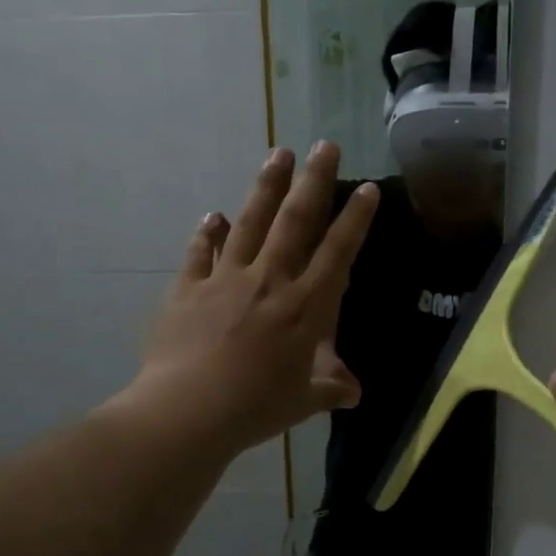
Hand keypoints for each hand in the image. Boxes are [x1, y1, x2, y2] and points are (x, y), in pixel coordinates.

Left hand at [132, 143, 377, 453]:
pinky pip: (200, 253)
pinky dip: (208, 233)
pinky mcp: (188, 289)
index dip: (355, 220)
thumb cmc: (254, 407)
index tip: (368, 189)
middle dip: (313, 181)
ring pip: (251, 223)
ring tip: (278, 154)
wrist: (188, 409)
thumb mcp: (301, 402)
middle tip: (324, 146)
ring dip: (266, 187)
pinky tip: (213, 215)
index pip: (337, 254)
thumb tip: (354, 393)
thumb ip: (328, 389)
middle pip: (295, 222)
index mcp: (303, 308)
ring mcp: (225, 280)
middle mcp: (268, 282)